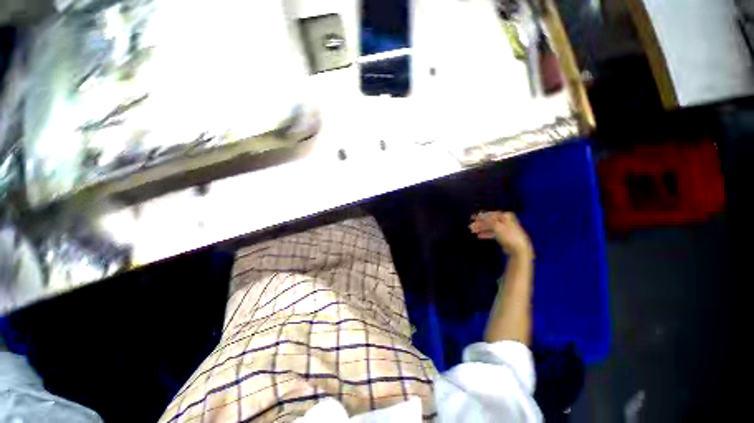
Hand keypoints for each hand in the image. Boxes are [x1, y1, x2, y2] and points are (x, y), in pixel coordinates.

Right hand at [470, 211, 532, 257]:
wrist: (519, 249)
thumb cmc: (508, 235)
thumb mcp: (496, 226)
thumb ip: (487, 220)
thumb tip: (479, 214)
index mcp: (506, 216)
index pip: (491, 214)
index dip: (481, 216)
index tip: (473, 218)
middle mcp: (506, 221)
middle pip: (490, 221)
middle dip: (480, 223)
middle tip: (471, 226)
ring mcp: (505, 229)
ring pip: (491, 227)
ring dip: (481, 229)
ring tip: (473, 231)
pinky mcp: (504, 237)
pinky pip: (493, 233)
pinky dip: (486, 234)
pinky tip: (479, 236)